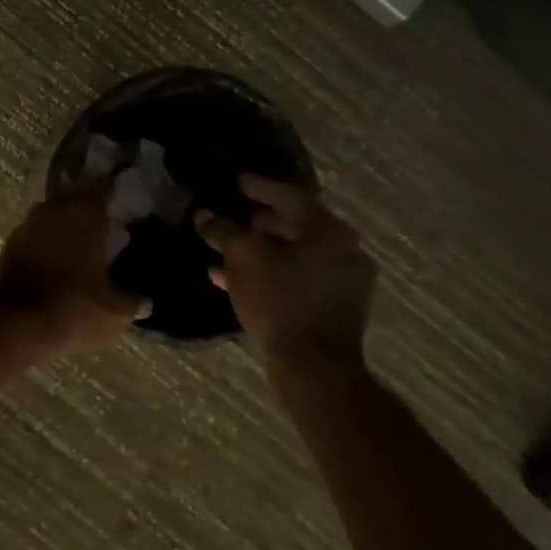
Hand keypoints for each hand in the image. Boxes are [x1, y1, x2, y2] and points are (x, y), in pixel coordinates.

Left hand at [0, 189, 148, 357]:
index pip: (102, 187)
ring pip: (51, 213)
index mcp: (85, 214)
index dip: (112, 187)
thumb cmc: (74, 307)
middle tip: (102, 216)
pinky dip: (46, 240)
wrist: (15, 322)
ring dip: (64, 222)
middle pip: (73, 195)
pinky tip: (56, 257)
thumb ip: (131, 302)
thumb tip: (146, 303)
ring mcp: (28, 224)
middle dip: (86, 204)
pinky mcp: (9, 244)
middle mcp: (55, 209)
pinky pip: (34, 233)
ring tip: (80, 239)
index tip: (121, 189)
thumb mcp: (113, 311)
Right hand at [199, 175, 374, 375]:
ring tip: (226, 249)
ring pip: (295, 254)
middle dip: (258, 221)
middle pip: (295, 224)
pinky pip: (299, 277)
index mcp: (327, 229)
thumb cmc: (280, 301)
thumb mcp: (242, 257)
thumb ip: (223, 230)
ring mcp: (345, 280)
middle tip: (231, 214)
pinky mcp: (337, 307)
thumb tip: (206, 216)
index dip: (258, 186)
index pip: (289, 195)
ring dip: (261, 250)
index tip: (236, 181)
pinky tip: (234, 280)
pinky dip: (272, 273)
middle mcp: (344, 249)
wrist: (315, 368)